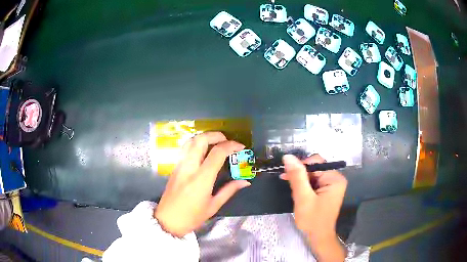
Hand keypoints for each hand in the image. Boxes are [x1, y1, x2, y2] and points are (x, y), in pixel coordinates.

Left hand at [154, 132, 250, 236]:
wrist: (167, 221)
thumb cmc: (192, 217)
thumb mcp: (213, 206)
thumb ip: (229, 190)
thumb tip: (245, 181)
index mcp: (201, 179)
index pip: (217, 153)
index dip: (231, 146)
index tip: (241, 147)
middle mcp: (189, 168)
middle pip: (201, 140)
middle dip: (216, 135)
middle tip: (227, 141)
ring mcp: (179, 166)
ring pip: (190, 141)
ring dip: (205, 137)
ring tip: (216, 142)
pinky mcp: (174, 167)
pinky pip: (185, 148)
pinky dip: (196, 143)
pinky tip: (203, 150)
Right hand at [281, 154, 346, 260]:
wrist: (318, 237)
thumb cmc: (312, 220)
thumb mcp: (303, 198)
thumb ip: (297, 176)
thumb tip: (288, 156)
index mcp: (334, 178)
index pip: (316, 162)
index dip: (301, 167)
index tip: (287, 176)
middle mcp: (335, 179)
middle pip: (314, 168)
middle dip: (301, 177)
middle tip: (291, 188)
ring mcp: (332, 185)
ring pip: (312, 175)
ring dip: (301, 182)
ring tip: (295, 194)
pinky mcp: (327, 191)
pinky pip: (314, 182)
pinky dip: (305, 187)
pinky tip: (299, 195)